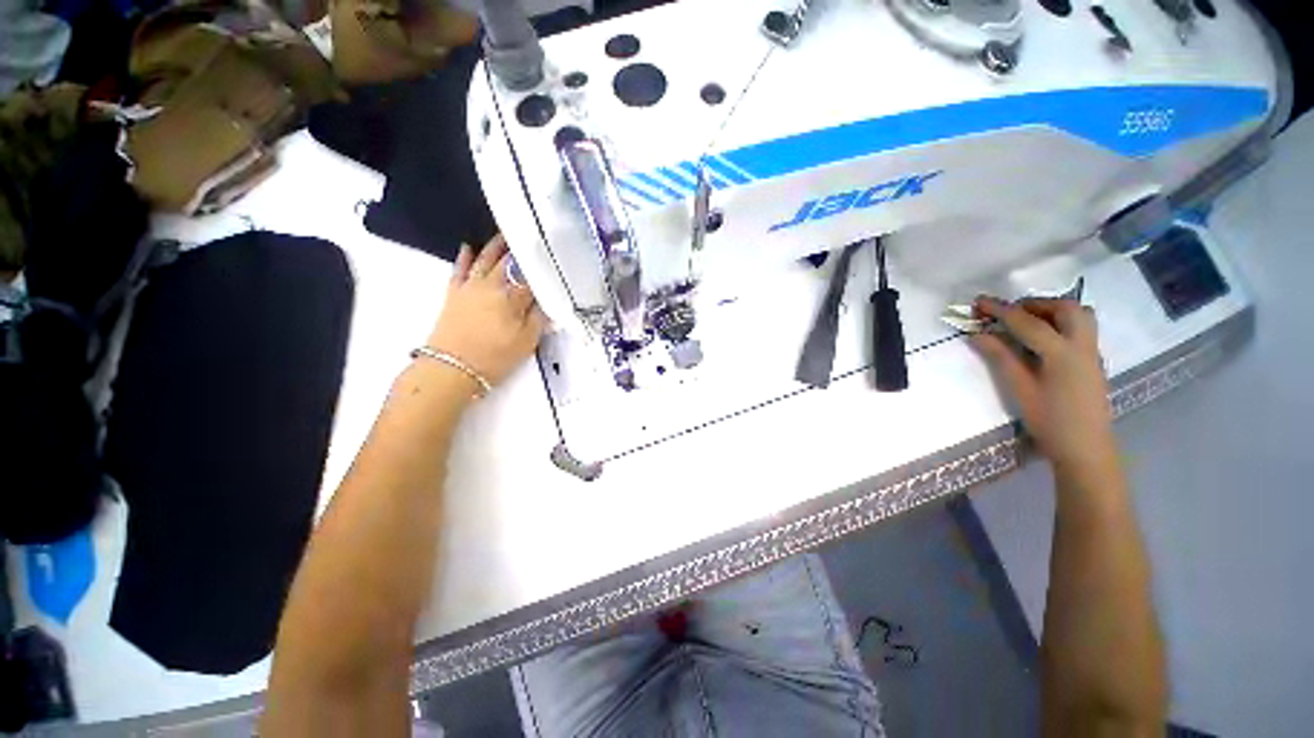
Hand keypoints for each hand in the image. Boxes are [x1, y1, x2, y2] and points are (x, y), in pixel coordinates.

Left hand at [427, 235, 545, 387]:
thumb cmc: (495, 357)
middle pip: (509, 262)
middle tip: (531, 238)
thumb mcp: (527, 342)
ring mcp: (470, 287)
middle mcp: (492, 285)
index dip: (542, 268)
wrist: (451, 368)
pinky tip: (467, 247)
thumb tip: (549, 302)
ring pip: (485, 259)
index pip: (532, 277)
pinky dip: (464, 257)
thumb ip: (540, 318)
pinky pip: (459, 269)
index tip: (551, 259)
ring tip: (505, 235)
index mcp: (513, 296)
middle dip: (520, 250)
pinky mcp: (454, 293)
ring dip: (495, 246)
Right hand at [971, 298, 1118, 479]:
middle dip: (1033, 304)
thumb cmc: (1050, 421)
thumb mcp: (1019, 389)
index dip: (1001, 310)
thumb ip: (1000, 357)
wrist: (1086, 448)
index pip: (1027, 322)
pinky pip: (1081, 327)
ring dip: (1052, 310)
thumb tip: (978, 334)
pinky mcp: (1093, 360)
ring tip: (1026, 321)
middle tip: (1008, 313)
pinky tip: (1043, 338)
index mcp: (1061, 353)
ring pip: (1079, 314)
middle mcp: (1082, 345)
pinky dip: (1060, 322)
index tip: (978, 301)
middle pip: (1064, 308)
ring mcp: (1092, 352)